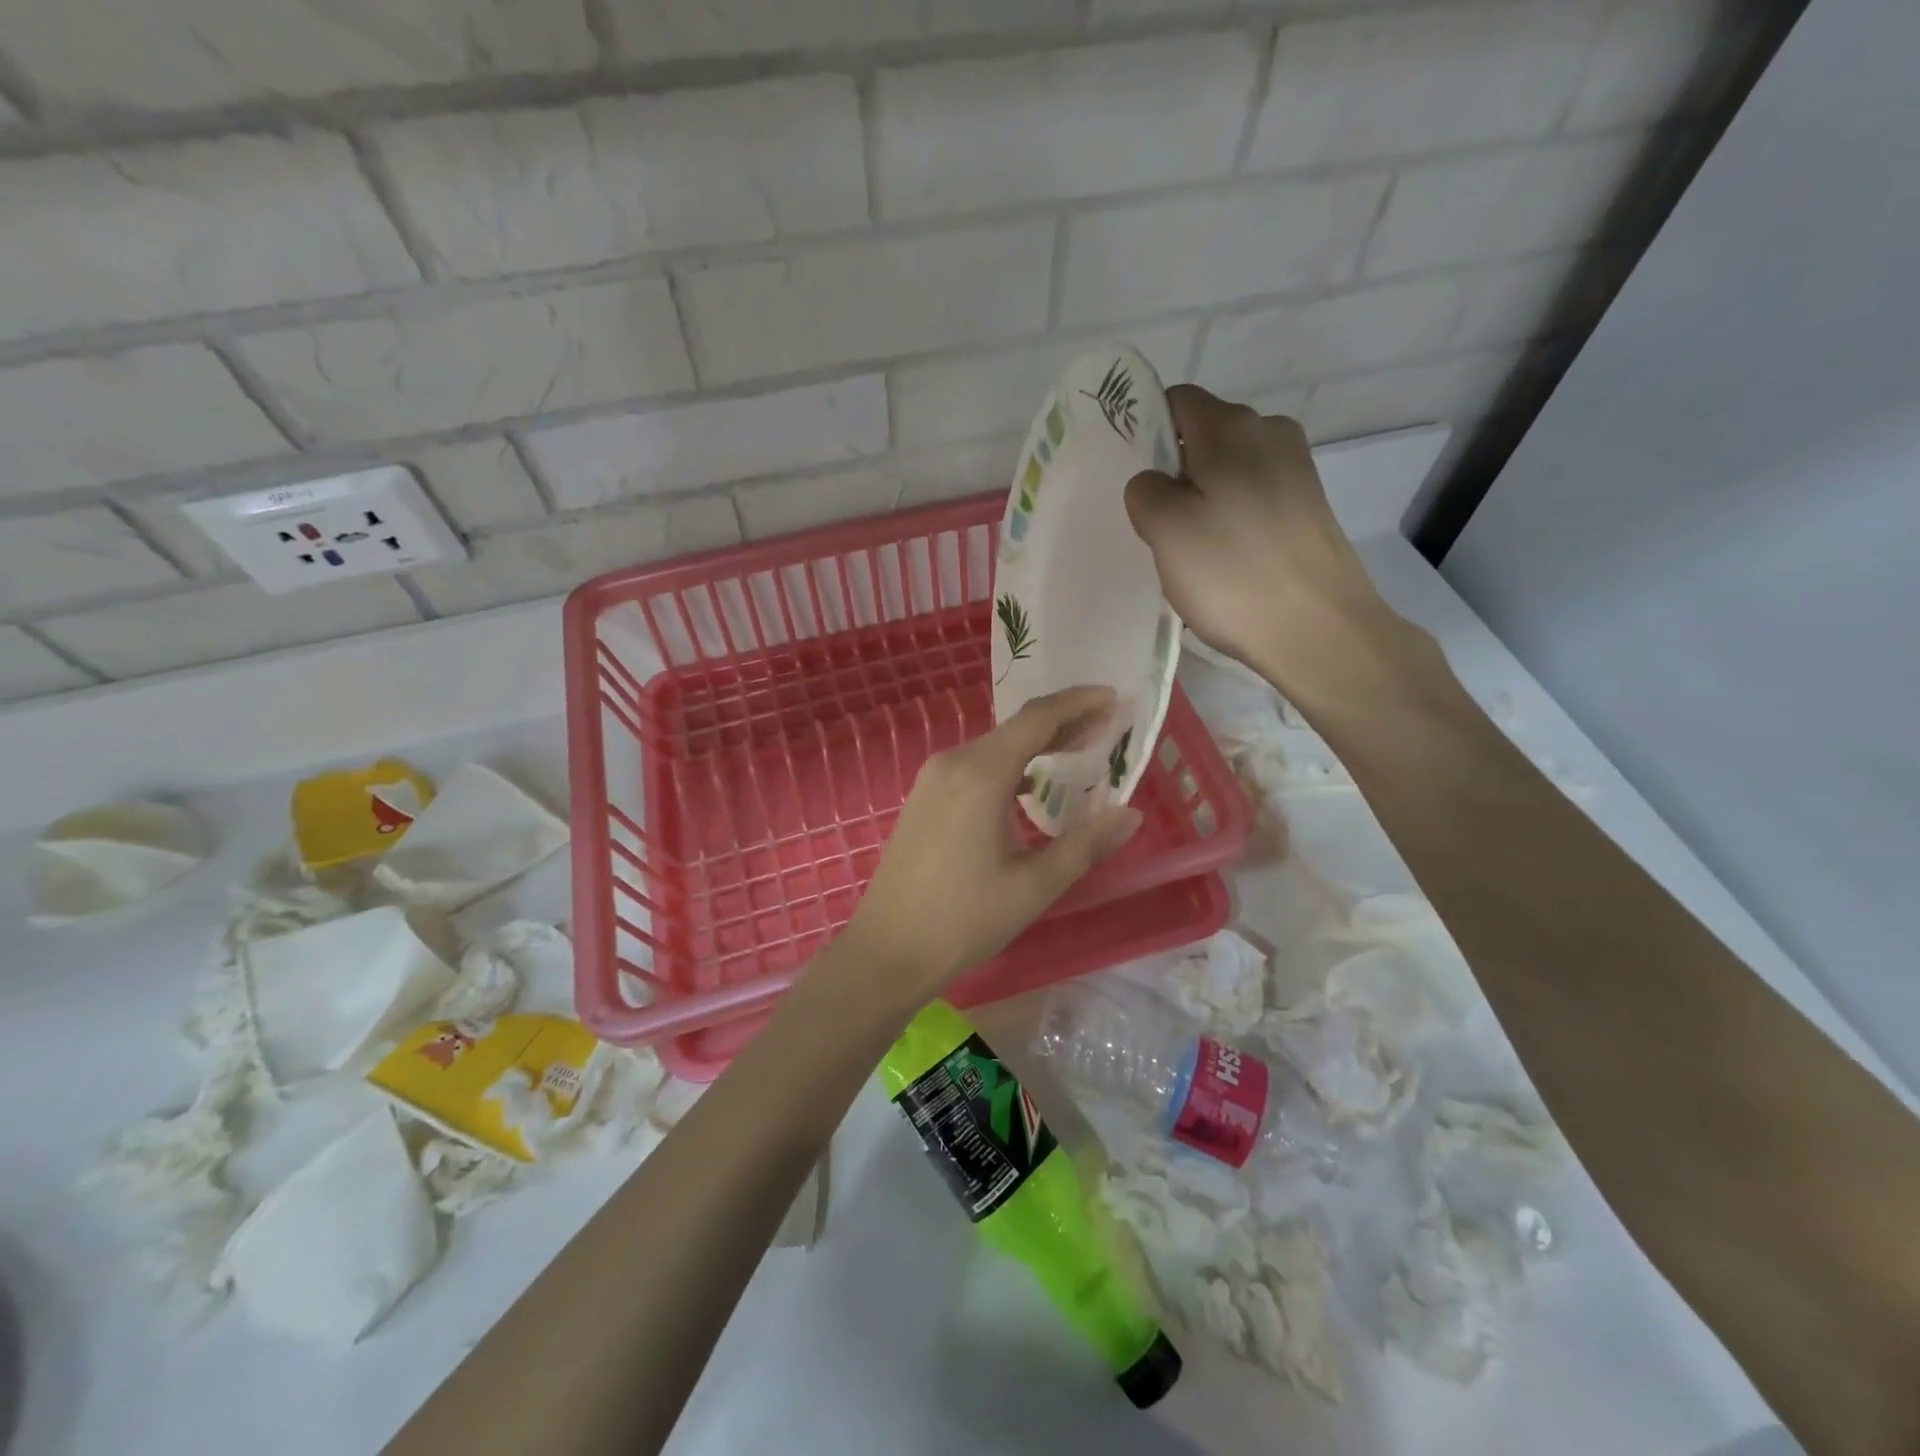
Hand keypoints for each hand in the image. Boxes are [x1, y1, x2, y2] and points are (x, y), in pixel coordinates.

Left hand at [831, 686, 1142, 1008]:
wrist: (888, 950)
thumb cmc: (964, 920)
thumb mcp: (1035, 885)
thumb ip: (1086, 844)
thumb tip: (1131, 814)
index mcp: (981, 774)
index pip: (1037, 719)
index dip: (1078, 703)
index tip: (1113, 697)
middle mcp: (953, 762)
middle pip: (1016, 728)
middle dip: (1063, 722)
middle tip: (1106, 725)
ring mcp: (932, 778)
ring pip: (994, 745)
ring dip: (1036, 744)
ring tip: (1078, 750)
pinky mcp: (924, 797)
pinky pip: (974, 765)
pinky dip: (1009, 764)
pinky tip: (1029, 785)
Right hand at [1124, 386, 1395, 696]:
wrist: (1317, 629)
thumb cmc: (1232, 573)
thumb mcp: (1165, 528)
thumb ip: (1144, 490)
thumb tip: (1156, 483)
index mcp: (1232, 426)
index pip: (1175, 402)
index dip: (1145, 431)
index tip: (1132, 479)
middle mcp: (1270, 432)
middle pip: (1203, 438)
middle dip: (1174, 473)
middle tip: (1158, 526)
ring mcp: (1296, 470)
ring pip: (1227, 472)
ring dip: (1202, 501)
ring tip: (1192, 551)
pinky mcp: (1308, 507)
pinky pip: (1252, 498)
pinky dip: (1231, 520)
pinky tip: (1225, 561)